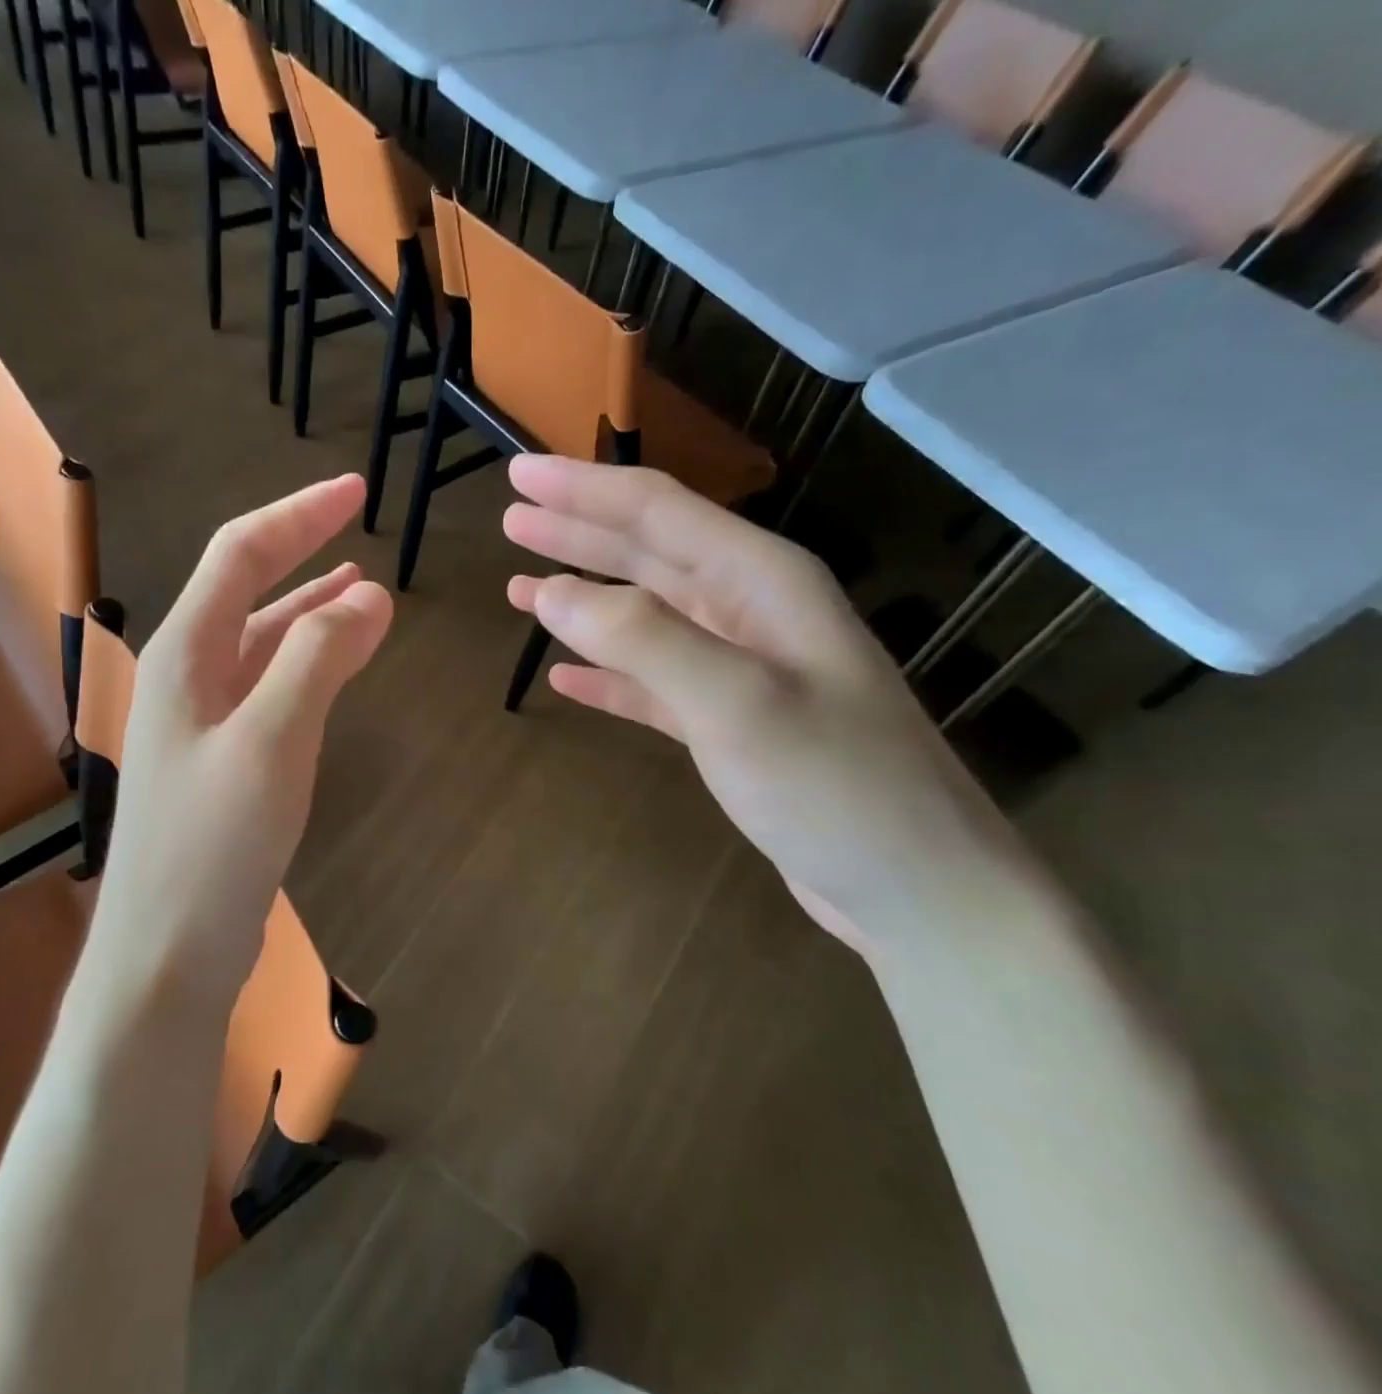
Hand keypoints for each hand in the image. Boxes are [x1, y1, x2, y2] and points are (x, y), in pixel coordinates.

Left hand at [92, 475, 391, 1004]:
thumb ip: (318, 661)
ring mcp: (203, 722)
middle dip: (305, 553)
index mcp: (186, 655)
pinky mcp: (224, 763)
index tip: (356, 491)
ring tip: (362, 590)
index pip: (242, 555)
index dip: (298, 516)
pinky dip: (308, 665)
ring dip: (311, 610)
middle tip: (361, 528)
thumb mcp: (272, 740)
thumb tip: (370, 597)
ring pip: (262, 642)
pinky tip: (335, 667)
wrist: (168, 950)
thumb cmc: (213, 843)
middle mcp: (187, 677)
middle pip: (248, 590)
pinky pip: (270, 689)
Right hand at [502, 456, 1037, 956]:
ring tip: (521, 586)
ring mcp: (741, 670)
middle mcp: (751, 611)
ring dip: (585, 598)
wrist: (914, 886)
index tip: (519, 474)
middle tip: (512, 517)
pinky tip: (565, 676)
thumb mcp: (737, 703)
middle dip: (578, 531)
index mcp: (762, 581)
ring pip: (645, 617)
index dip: (583, 488)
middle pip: (649, 553)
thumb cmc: (834, 787)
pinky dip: (608, 673)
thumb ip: (643, 639)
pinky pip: (652, 682)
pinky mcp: (730, 724)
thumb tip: (552, 592)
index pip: (657, 512)